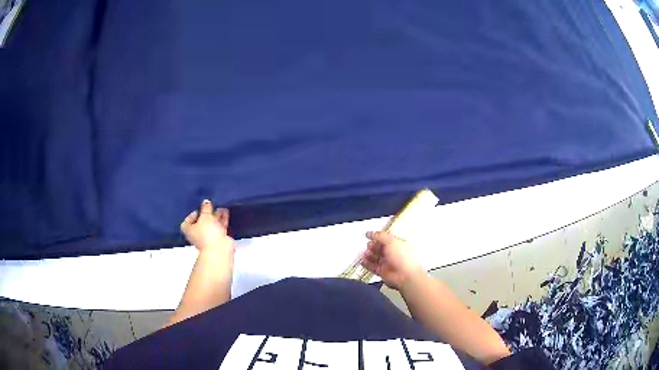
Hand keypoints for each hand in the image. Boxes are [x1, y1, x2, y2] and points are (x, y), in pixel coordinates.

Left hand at [180, 200, 233, 253]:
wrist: (219, 249)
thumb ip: (205, 208)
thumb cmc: (207, 233)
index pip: (188, 221)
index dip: (192, 214)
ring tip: (220, 206)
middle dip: (206, 214)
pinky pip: (220, 227)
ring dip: (216, 216)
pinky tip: (226, 212)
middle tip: (211, 205)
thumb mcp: (205, 217)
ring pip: (212, 224)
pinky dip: (222, 220)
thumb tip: (206, 201)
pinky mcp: (219, 237)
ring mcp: (209, 236)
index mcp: (189, 229)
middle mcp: (198, 233)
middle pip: (201, 222)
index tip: (199, 209)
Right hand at [360, 231, 424, 289]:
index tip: (367, 236)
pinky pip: (373, 267)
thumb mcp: (391, 241)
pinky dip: (367, 264)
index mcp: (397, 244)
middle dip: (372, 246)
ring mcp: (388, 263)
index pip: (385, 239)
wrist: (405, 275)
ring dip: (369, 255)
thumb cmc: (401, 256)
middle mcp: (392, 253)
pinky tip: (363, 262)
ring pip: (375, 258)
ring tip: (365, 254)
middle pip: (379, 248)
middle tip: (368, 246)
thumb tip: (369, 233)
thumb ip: (380, 236)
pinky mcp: (383, 272)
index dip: (377, 237)